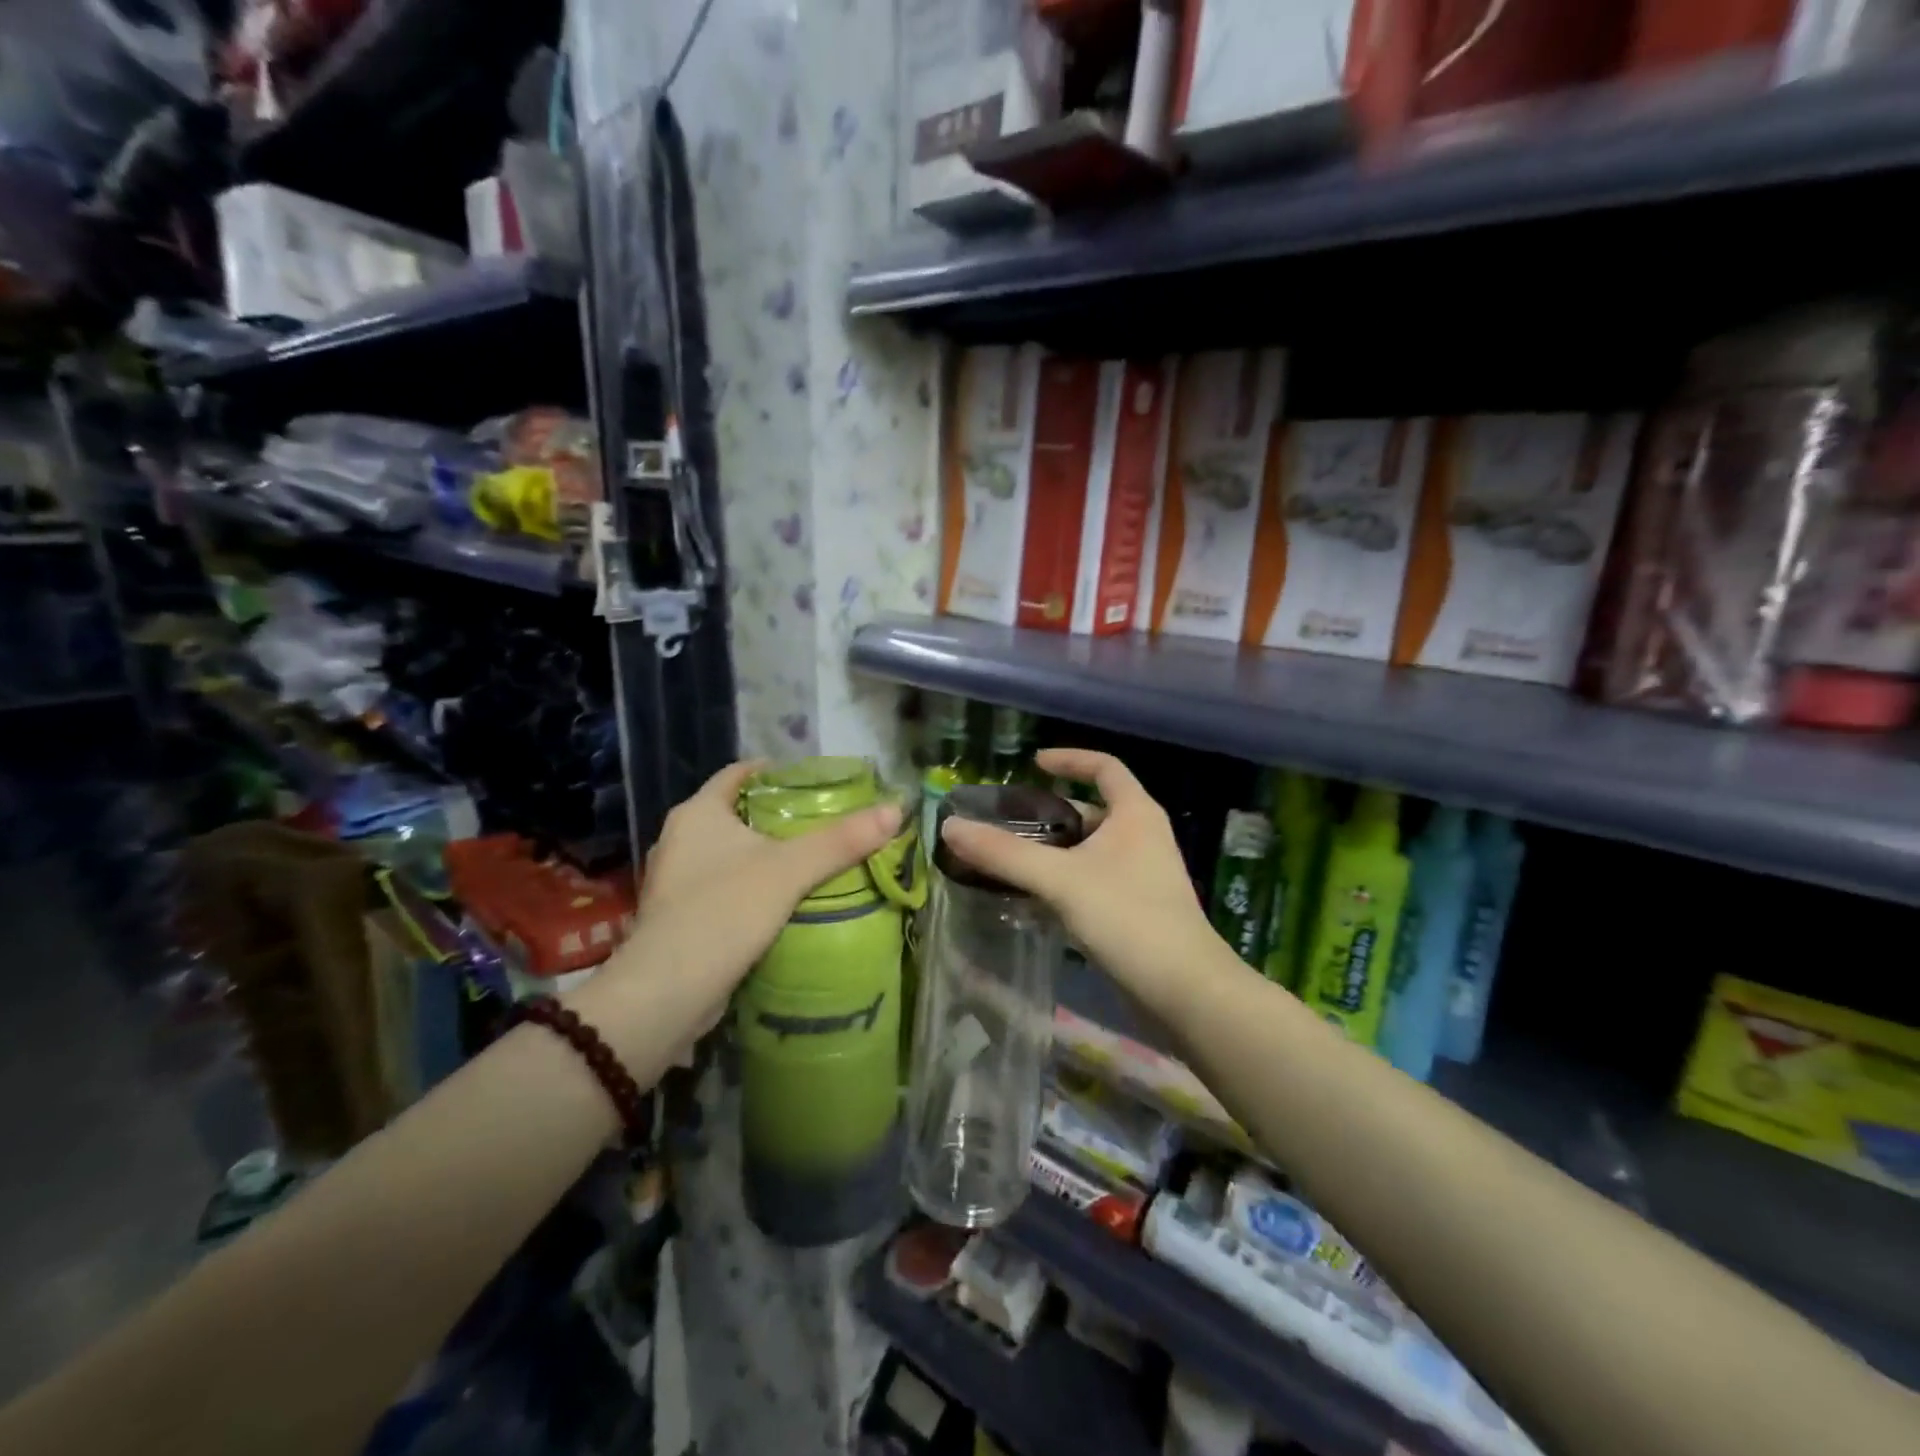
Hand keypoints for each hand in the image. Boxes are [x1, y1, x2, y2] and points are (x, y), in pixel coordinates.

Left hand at [583, 760, 902, 1055]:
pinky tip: (784, 901)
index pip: (739, 773)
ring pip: (730, 853)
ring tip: (811, 860)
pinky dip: (752, 886)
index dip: (777, 771)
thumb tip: (895, 809)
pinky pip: (724, 886)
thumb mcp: (790, 870)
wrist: (667, 993)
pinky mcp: (680, 917)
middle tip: (824, 821)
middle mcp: (679, 839)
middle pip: (737, 813)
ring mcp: (676, 880)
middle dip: (778, 815)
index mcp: (697, 813)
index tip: (815, 781)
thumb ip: (841, 840)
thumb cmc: (724, 912)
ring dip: (765, 854)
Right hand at [940, 748, 1224, 1013]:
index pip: (1104, 767)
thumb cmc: (1127, 918)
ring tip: (1011, 859)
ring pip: (1091, 848)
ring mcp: (1143, 874)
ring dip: (1055, 849)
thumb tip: (950, 826)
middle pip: (1092, 809)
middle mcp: (1143, 836)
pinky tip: (1035, 898)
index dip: (1069, 759)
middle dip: (1051, 813)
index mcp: (1135, 814)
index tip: (1033, 764)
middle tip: (1008, 822)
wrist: (1184, 990)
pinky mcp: (1138, 907)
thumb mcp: (1060, 880)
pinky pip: (1094, 878)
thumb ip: (1004, 853)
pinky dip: (1065, 879)